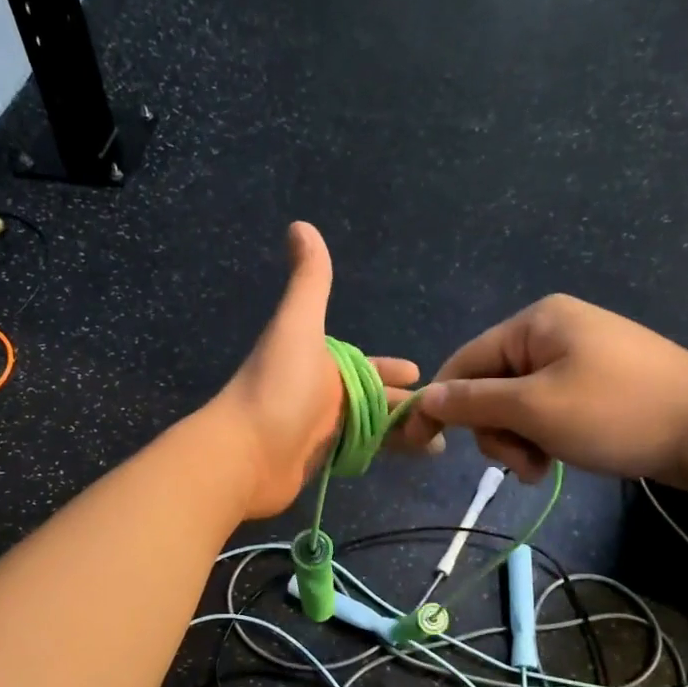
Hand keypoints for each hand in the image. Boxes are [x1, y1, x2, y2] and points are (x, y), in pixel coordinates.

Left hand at [214, 222, 420, 518]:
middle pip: (372, 398)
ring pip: (369, 427)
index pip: (365, 366)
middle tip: (443, 417)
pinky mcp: (317, 461)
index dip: (392, 370)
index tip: (420, 374)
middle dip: (405, 405)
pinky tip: (408, 459)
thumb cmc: (278, 386)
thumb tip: (300, 225)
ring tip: (439, 444)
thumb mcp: (298, 326)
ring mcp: (318, 429)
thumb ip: (309, 279)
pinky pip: (358, 453)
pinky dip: (382, 453)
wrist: (244, 453)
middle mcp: (320, 393)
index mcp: (319, 362)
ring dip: (401, 432)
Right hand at [392, 294, 687, 487]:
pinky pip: (549, 408)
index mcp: (536, 322)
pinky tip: (557, 459)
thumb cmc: (618, 412)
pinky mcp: (600, 383)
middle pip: (492, 384)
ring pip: (519, 403)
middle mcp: (554, 331)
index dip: (440, 404)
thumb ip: (473, 402)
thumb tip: (424, 399)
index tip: (420, 444)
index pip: (465, 362)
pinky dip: (544, 436)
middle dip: (496, 429)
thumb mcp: (535, 408)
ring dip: (520, 439)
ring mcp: (581, 356)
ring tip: (541, 467)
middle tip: (519, 463)